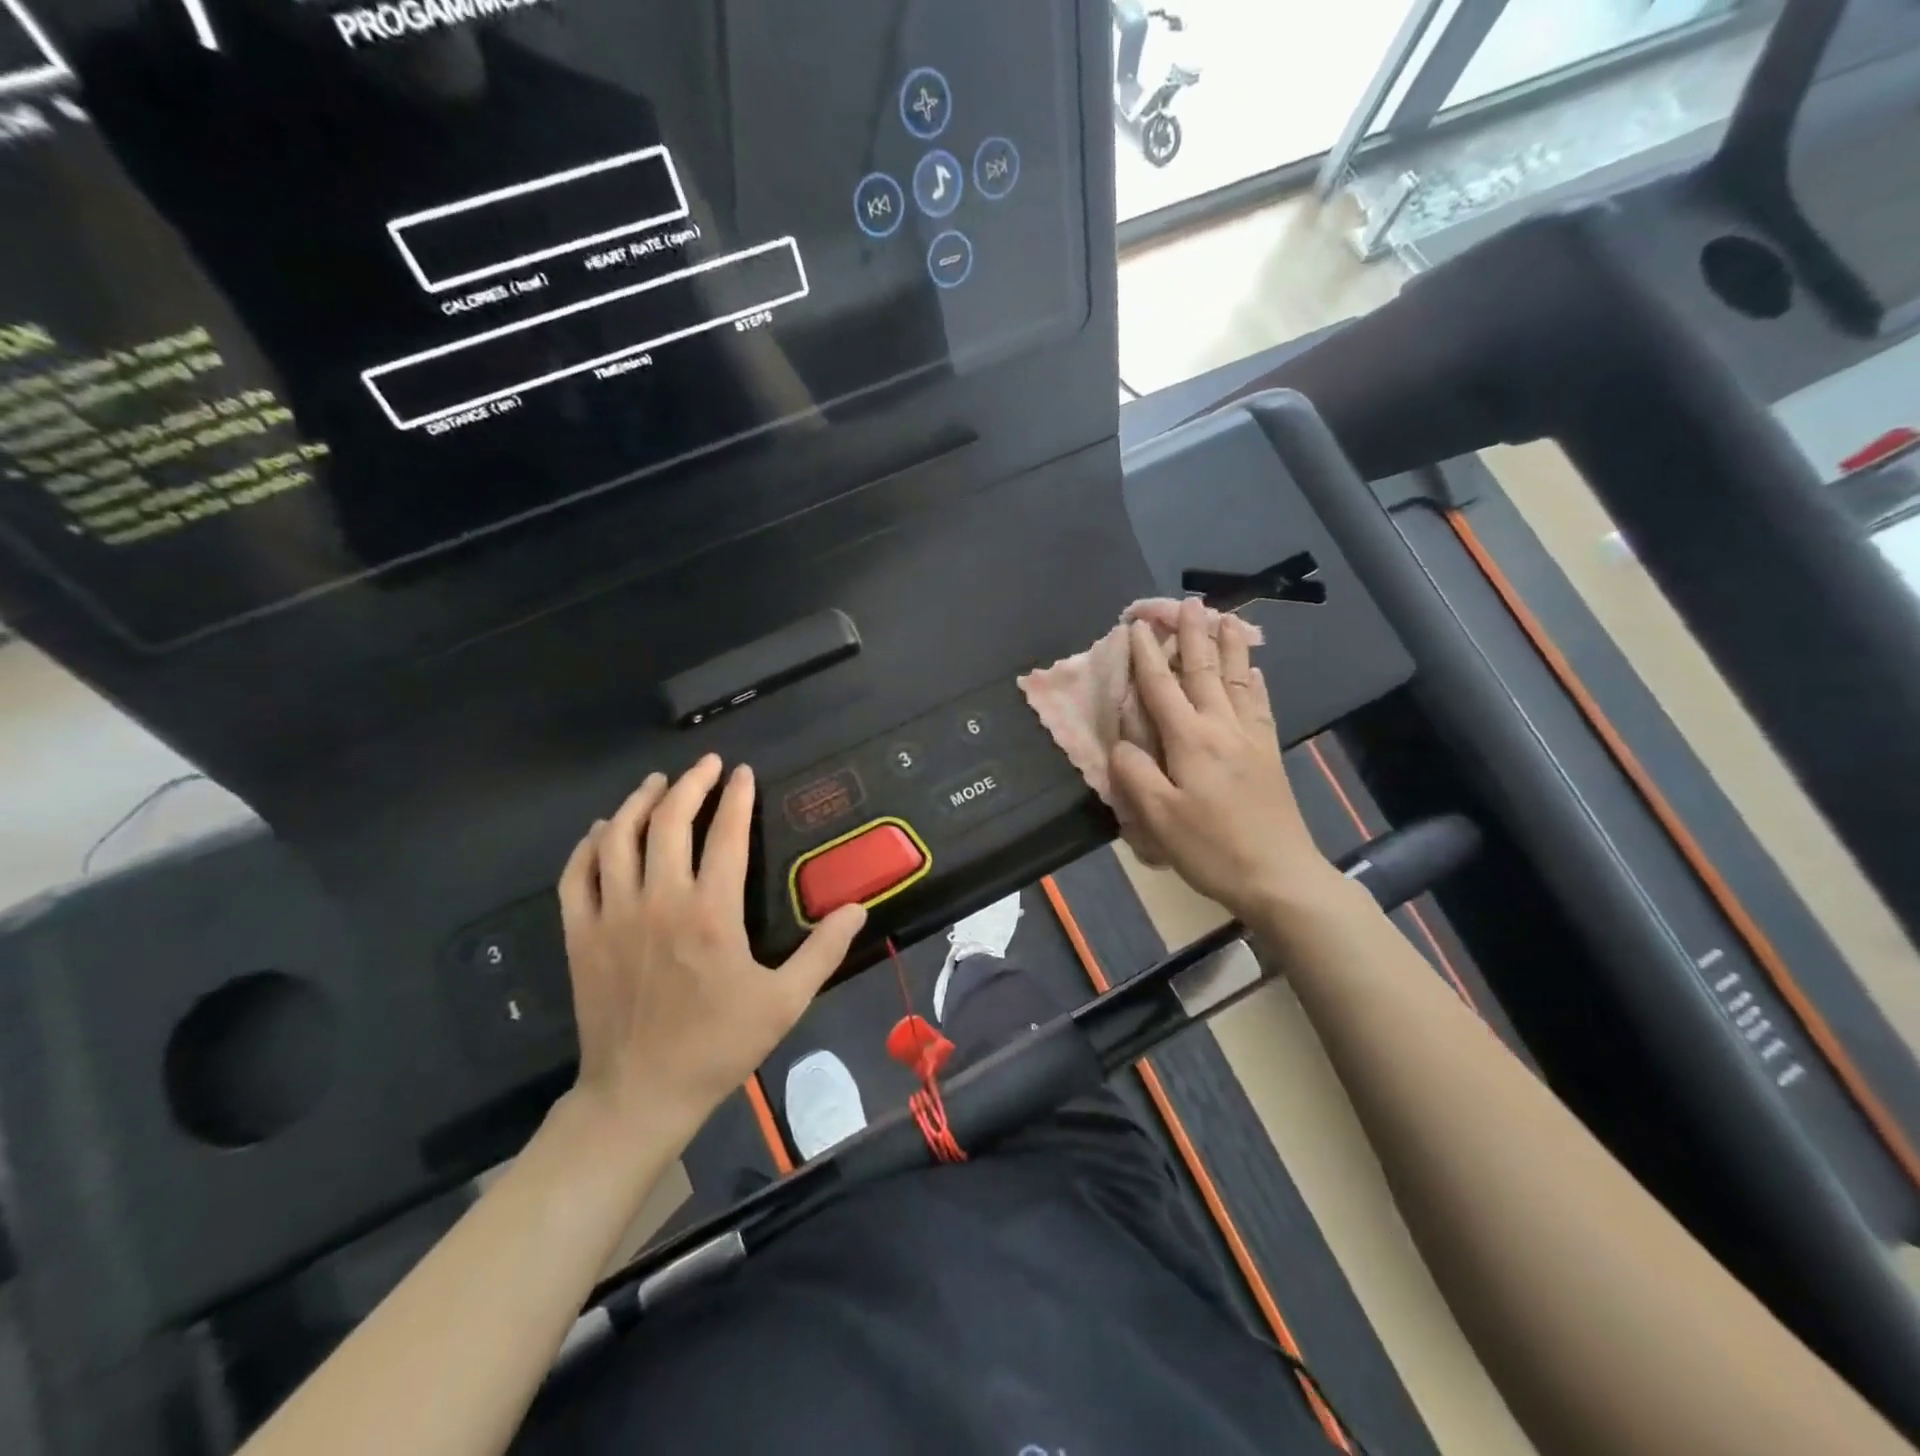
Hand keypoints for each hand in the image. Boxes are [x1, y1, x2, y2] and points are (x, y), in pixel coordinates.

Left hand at [557, 755, 865, 1139]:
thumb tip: (858, 907)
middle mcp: (659, 901)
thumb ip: (823, 951)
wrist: (640, 1094)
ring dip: (639, 802)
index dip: (738, 798)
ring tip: (657, 783)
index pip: (727, 836)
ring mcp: (613, 916)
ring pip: (619, 838)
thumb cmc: (717, 1046)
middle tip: (706, 764)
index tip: (745, 773)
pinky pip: (577, 874)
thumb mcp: (784, 1002)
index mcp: (711, 914)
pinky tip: (603, 830)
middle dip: (691, 784)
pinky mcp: (581, 934)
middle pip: (670, 822)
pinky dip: (589, 845)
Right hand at [1109, 597, 1339, 924]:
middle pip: (1205, 671)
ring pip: (1239, 679)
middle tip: (1189, 602)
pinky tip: (1256, 671)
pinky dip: (1256, 681)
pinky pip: (1262, 705)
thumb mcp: (1158, 818)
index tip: (1136, 624)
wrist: (1280, 877)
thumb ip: (1134, 774)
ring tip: (1228, 617)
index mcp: (1191, 740)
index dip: (1146, 654)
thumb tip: (1123, 745)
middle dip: (1193, 634)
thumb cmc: (1212, 849)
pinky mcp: (1269, 754)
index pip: (1162, 687)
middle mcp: (1223, 728)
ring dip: (1230, 646)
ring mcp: (1252, 738)